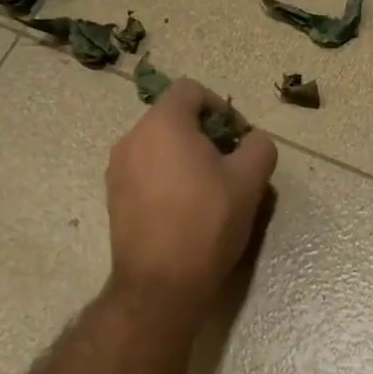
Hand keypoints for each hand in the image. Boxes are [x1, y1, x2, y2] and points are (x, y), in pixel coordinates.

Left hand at [106, 79, 277, 319]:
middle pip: (173, 120)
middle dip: (205, 137)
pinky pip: (145, 174)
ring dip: (185, 160)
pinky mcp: (113, 199)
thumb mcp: (250, 181)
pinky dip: (167, 181)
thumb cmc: (207, 223)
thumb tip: (253, 140)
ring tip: (210, 193)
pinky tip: (186, 212)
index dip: (221, 107)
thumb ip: (259, 147)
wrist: (161, 283)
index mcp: (163, 124)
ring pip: (158, 149)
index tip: (238, 139)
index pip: (191, 90)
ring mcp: (117, 170)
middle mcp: (132, 139)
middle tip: (230, 168)